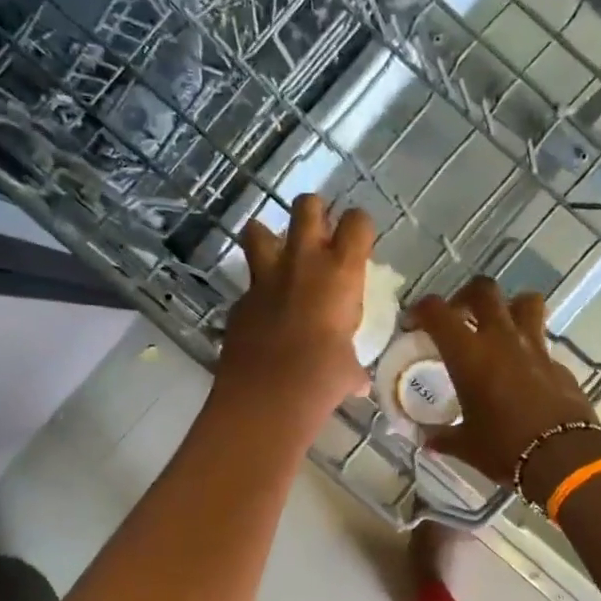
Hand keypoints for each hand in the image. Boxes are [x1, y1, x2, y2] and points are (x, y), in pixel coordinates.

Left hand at [217, 194, 376, 426]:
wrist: (268, 394)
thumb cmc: (323, 378)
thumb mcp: (349, 370)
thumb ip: (353, 366)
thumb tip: (357, 382)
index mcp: (341, 273)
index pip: (357, 223)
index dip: (359, 227)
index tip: (359, 243)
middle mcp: (303, 262)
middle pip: (306, 206)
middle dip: (313, 212)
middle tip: (319, 236)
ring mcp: (265, 278)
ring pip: (258, 229)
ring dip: (269, 237)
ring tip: (278, 257)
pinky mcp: (240, 300)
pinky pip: (249, 284)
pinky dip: (257, 293)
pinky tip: (264, 315)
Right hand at [408, 277, 600, 500]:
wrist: (564, 458)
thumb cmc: (505, 448)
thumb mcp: (466, 445)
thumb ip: (444, 437)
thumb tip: (428, 440)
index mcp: (469, 354)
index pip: (437, 312)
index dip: (421, 310)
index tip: (413, 324)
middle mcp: (501, 339)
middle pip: (484, 290)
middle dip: (466, 295)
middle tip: (459, 316)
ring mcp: (534, 347)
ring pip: (524, 302)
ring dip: (509, 306)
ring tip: (498, 328)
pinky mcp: (558, 363)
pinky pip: (541, 341)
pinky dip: (528, 346)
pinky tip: (522, 371)